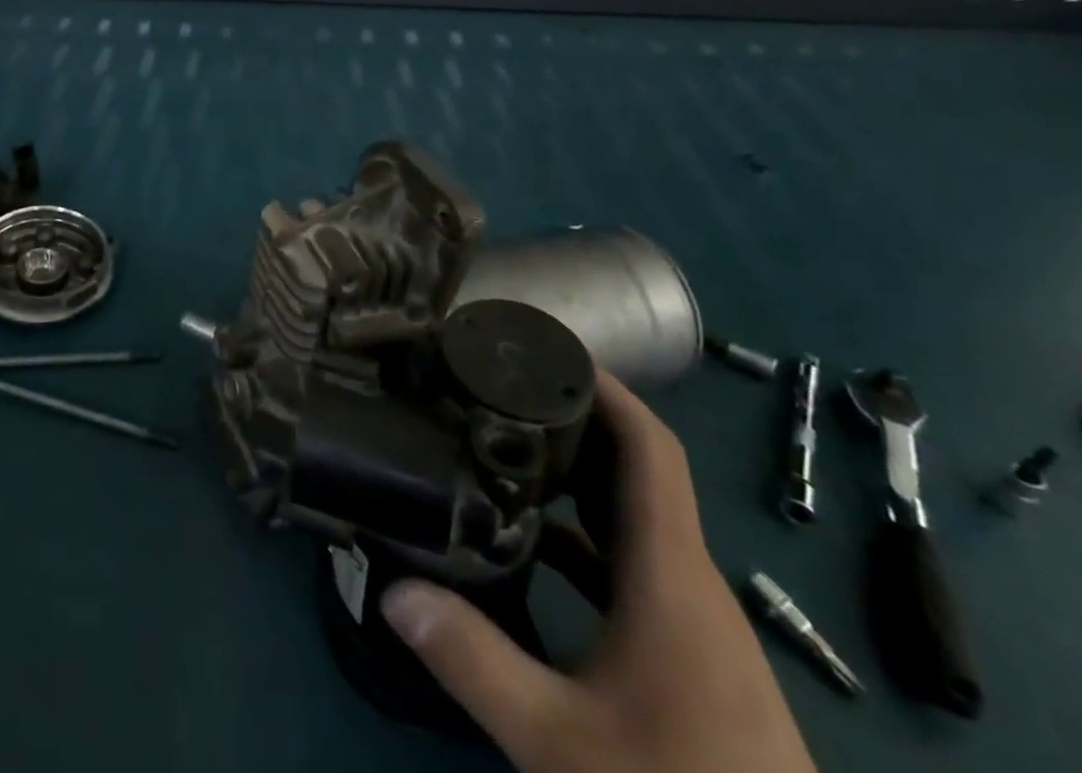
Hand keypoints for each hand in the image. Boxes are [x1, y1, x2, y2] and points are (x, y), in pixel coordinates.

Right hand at [381, 372, 814, 772]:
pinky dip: (578, 533)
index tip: (542, 348)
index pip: (648, 449)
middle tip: (494, 382)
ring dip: (571, 473)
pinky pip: (626, 562)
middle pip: (633, 469)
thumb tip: (392, 589)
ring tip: (496, 438)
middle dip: (570, 416)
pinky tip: (524, 538)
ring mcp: (689, 620)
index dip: (603, 387)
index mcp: (670, 577)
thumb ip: (475, 661)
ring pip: (628, 517)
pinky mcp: (683, 652)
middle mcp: (686, 582)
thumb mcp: (563, 744)